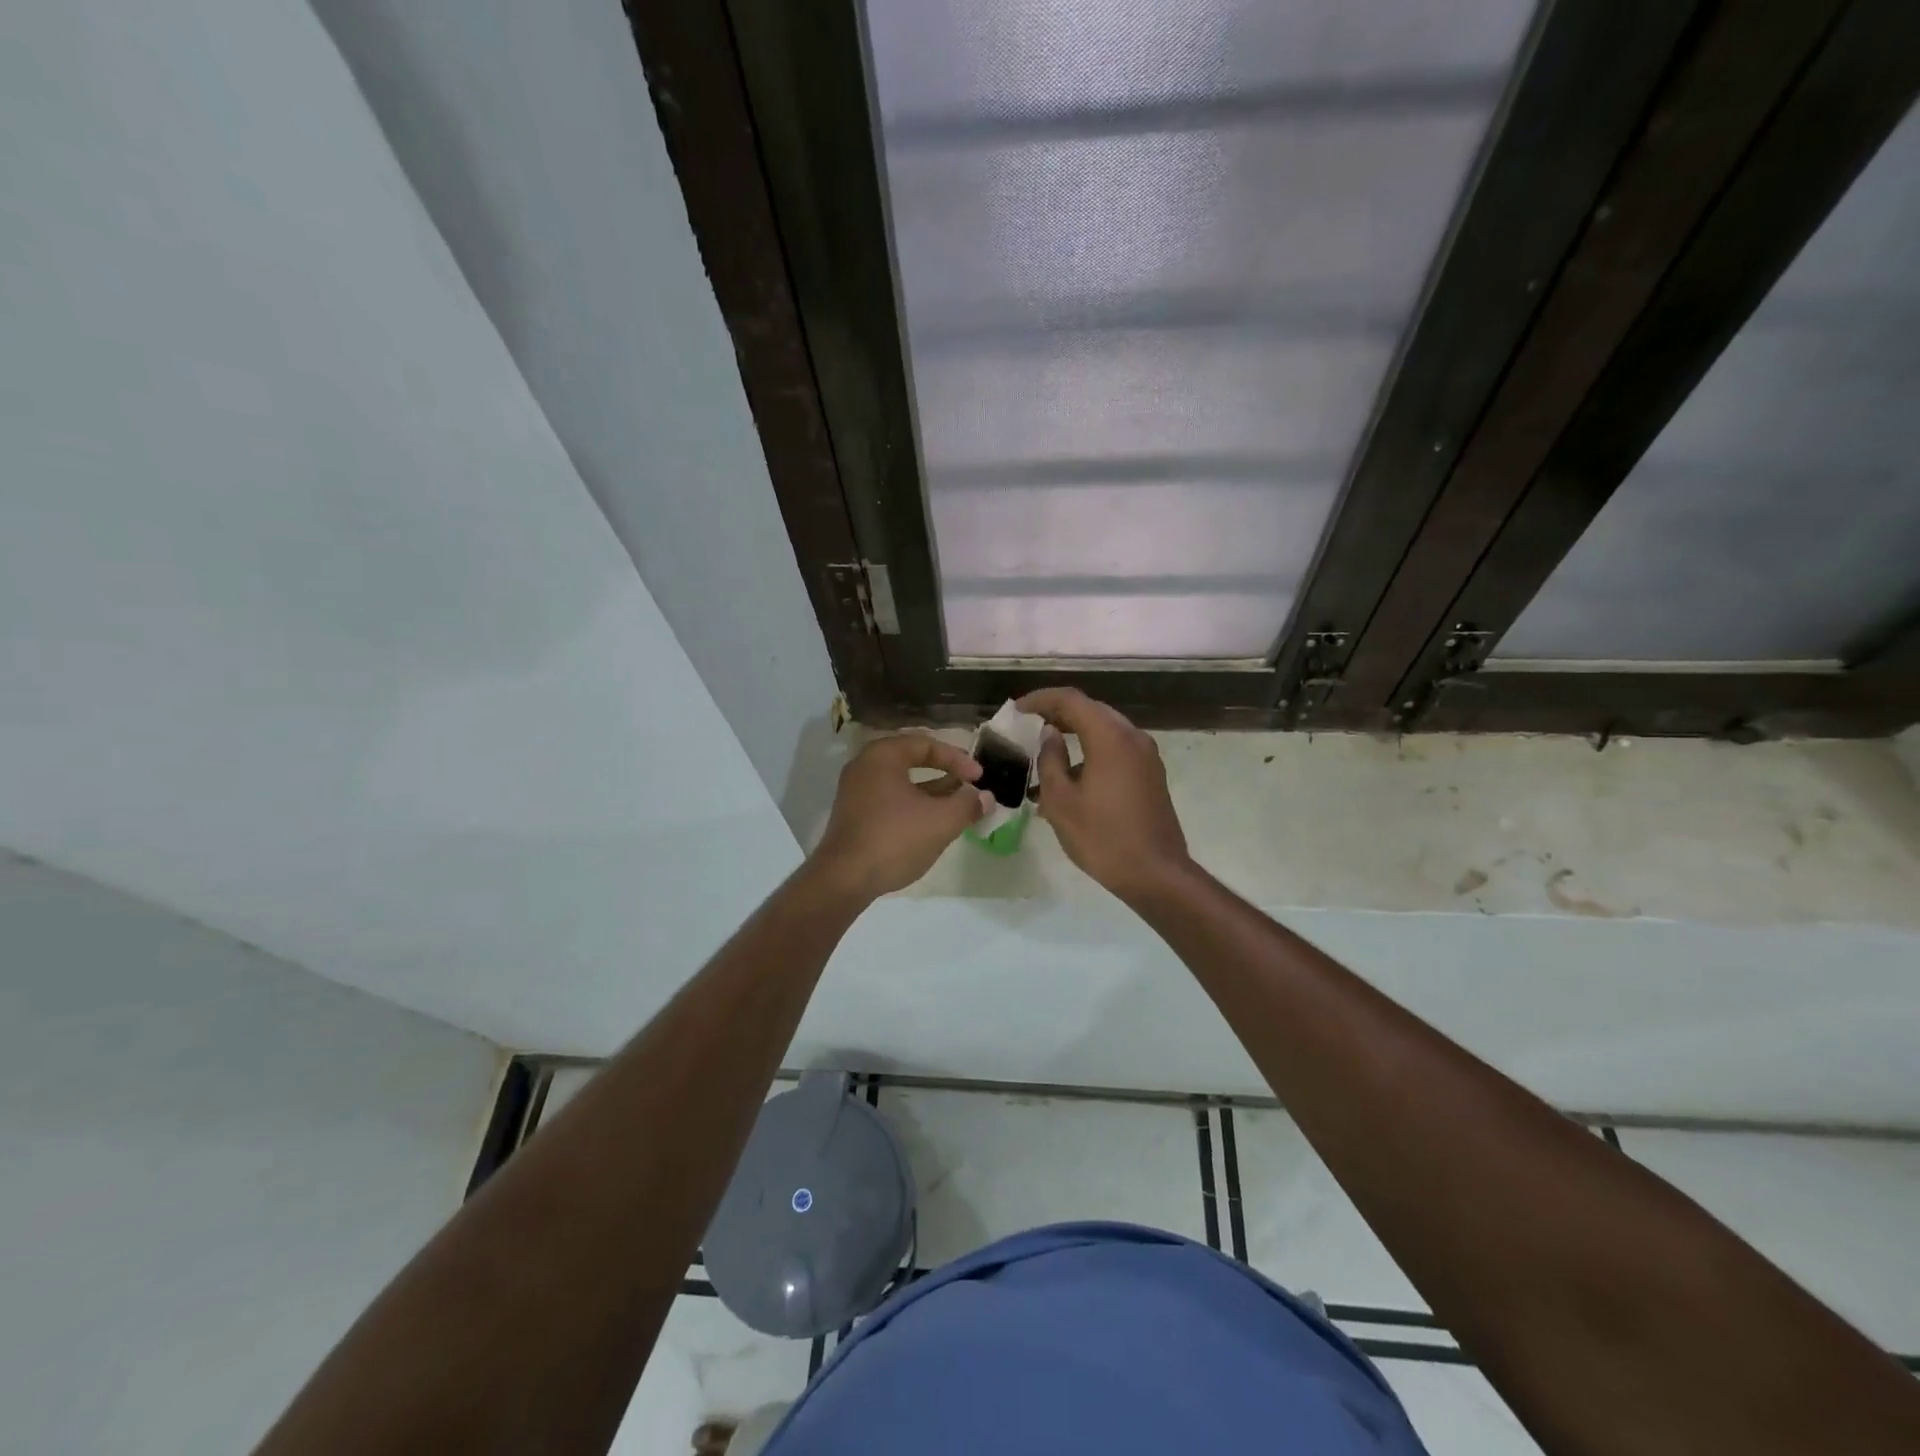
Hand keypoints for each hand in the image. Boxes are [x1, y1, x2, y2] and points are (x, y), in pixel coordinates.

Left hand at [809, 733, 993, 900]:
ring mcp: (856, 793)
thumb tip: (985, 797)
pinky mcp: (854, 817)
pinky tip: (933, 825)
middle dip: (945, 775)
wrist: (845, 879)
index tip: (979, 778)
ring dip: (932, 793)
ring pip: (902, 784)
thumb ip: (967, 804)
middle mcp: (865, 767)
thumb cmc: (895, 839)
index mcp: (882, 756)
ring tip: (958, 807)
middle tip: (969, 788)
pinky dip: (914, 807)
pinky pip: (890, 801)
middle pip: (912, 762)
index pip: (926, 745)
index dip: (957, 759)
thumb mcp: (941, 821)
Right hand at [1019, 687, 1190, 900]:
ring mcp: (1146, 756)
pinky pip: (1117, 750)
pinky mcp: (1151, 774)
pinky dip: (1092, 751)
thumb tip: (1049, 735)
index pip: (1071, 700)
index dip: (1041, 699)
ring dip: (1076, 734)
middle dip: (1058, 713)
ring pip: (1105, 730)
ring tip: (1046, 753)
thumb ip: (1050, 760)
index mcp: (1110, 738)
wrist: (1155, 873)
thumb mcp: (1061, 801)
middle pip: (1091, 710)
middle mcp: (1132, 737)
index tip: (1018, 709)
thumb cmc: (1101, 837)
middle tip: (1030, 724)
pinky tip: (1072, 777)